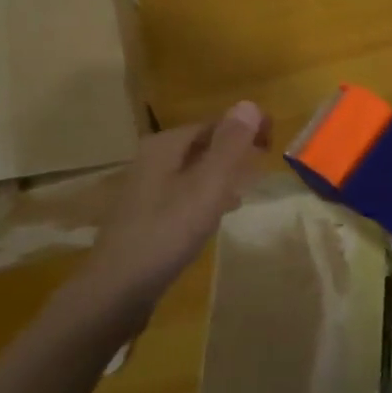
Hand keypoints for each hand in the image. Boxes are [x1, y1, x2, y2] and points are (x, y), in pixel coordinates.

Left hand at [71, 102, 270, 328]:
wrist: (118, 288)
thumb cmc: (167, 232)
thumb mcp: (207, 187)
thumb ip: (229, 146)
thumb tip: (248, 104)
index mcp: (165, 146)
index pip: (213, 123)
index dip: (244, 128)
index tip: (273, 141)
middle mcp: (152, 160)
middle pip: (201, 145)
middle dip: (233, 150)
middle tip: (264, 163)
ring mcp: (146, 189)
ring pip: (193, 171)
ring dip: (221, 174)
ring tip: (248, 188)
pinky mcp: (146, 216)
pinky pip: (184, 194)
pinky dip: (206, 196)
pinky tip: (217, 214)